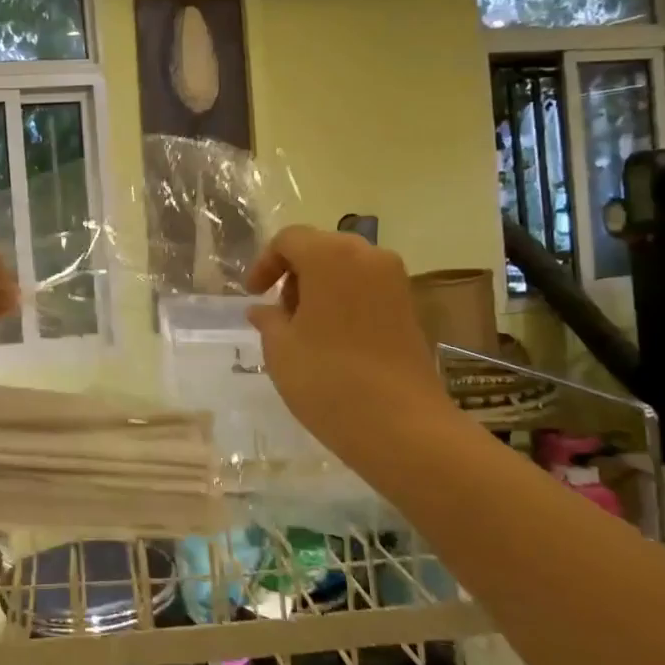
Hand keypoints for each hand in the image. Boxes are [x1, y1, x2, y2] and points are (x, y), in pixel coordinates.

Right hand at [245, 226, 457, 468]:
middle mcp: (367, 256)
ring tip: (303, 328)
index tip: (254, 295)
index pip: (289, 239)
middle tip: (278, 310)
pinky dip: (344, 300)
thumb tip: (263, 309)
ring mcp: (395, 281)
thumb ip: (268, 319)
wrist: (402, 425)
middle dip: (294, 273)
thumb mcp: (280, 348)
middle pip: (320, 247)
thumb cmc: (328, 378)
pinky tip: (332, 338)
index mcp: (330, 255)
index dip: (265, 263)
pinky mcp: (410, 307)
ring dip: (319, 287)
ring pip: (346, 267)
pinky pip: (367, 288)